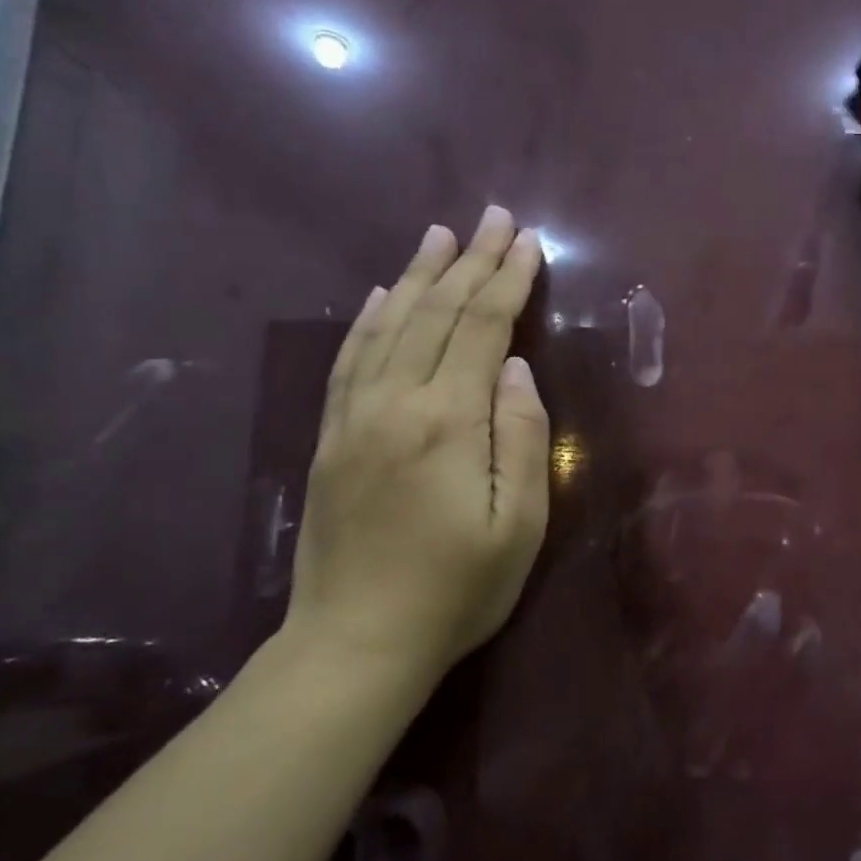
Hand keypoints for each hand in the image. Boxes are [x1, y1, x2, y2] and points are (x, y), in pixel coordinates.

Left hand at [282, 206, 549, 686]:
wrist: (356, 643)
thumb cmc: (456, 591)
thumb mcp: (519, 525)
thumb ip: (522, 438)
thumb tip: (514, 368)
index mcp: (448, 422)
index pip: (481, 329)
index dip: (508, 281)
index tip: (529, 242)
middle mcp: (395, 403)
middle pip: (436, 314)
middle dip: (470, 261)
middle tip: (494, 217)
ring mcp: (354, 417)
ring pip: (390, 325)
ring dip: (419, 275)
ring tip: (441, 235)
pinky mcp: (330, 437)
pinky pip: (350, 359)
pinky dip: (369, 318)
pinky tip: (383, 294)